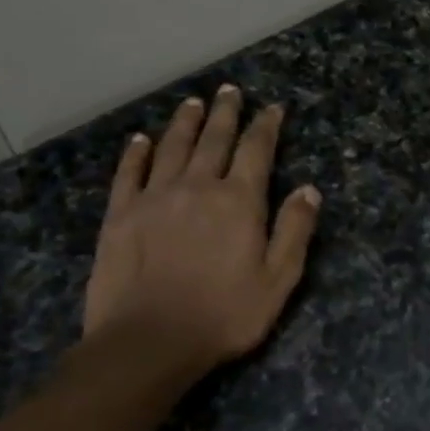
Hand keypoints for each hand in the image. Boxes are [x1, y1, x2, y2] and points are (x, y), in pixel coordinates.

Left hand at [83, 85, 320, 378]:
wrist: (149, 340)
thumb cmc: (224, 315)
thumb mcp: (278, 280)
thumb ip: (294, 231)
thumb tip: (309, 190)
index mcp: (239, 201)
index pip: (257, 151)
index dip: (266, 126)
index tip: (272, 108)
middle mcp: (198, 187)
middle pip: (214, 139)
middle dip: (225, 113)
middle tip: (230, 90)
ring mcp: (155, 197)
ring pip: (173, 147)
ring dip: (185, 122)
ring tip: (193, 102)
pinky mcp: (120, 214)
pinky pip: (130, 173)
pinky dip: (137, 153)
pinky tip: (141, 140)